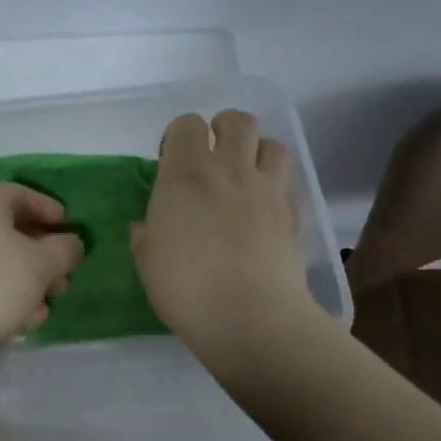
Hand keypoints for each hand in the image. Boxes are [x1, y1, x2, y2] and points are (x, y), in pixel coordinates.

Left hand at [0, 183, 83, 361]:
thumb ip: (63, 249)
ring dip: (28, 280)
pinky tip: (23, 322)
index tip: (68, 227)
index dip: (47, 206)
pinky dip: (7, 297)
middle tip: (64, 275)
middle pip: (10, 229)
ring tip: (48, 305)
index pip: (19, 192)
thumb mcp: (40, 265)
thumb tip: (70, 242)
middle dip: (42, 252)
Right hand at [131, 111, 318, 356]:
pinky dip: (277, 185)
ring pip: (272, 143)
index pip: (187, 124)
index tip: (172, 162)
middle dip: (224, 129)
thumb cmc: (187, 288)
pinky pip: (289, 181)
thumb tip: (148, 226)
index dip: (179, 137)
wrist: (252, 320)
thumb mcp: (147, 261)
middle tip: (214, 155)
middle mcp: (229, 169)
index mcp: (186, 174)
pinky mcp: (294, 213)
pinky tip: (266, 207)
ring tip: (246, 175)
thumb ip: (146, 233)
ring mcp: (267, 189)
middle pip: (237, 120)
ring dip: (258, 152)